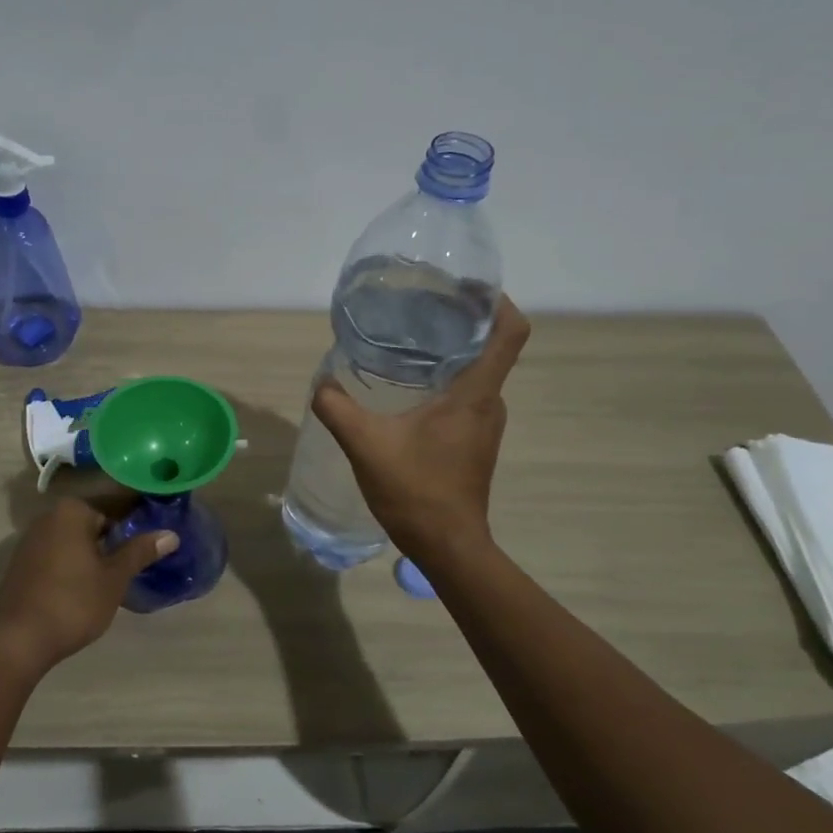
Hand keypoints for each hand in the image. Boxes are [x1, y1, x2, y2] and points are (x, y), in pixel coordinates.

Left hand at [0, 497, 178, 674]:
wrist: (18, 640)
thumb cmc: (73, 602)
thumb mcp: (114, 578)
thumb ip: (140, 552)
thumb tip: (170, 534)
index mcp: (72, 511)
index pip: (114, 509)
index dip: (135, 525)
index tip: (150, 543)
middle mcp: (48, 517)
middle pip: (92, 524)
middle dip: (112, 541)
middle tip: (135, 565)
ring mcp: (30, 541)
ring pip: (73, 541)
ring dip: (92, 555)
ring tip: (114, 579)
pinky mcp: (21, 565)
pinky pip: (56, 556)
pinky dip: (72, 566)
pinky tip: (84, 589)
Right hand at [312, 297, 530, 559]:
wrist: (446, 546)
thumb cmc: (416, 491)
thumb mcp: (366, 445)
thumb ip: (338, 408)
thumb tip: (322, 384)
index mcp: (475, 394)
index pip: (510, 332)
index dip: (496, 301)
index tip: (467, 285)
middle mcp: (489, 403)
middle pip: (489, 346)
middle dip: (460, 321)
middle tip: (419, 307)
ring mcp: (484, 424)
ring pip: (476, 373)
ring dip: (449, 353)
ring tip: (408, 342)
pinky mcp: (473, 441)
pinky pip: (465, 395)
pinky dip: (443, 380)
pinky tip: (407, 387)